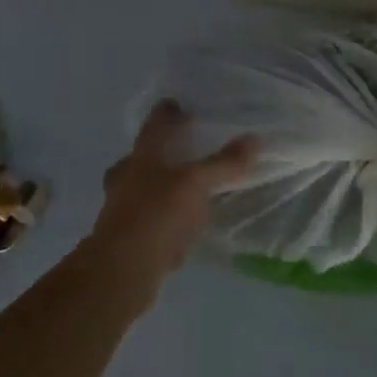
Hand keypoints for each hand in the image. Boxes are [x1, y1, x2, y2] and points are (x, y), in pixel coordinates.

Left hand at [92, 100, 259, 279]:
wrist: (121, 272)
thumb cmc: (156, 215)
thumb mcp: (196, 184)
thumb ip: (224, 163)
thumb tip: (255, 139)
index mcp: (141, 157)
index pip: (154, 126)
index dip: (167, 113)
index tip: (177, 104)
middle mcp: (127, 179)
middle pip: (141, 158)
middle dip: (159, 152)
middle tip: (181, 147)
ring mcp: (124, 211)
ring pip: (144, 190)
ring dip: (161, 186)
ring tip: (188, 188)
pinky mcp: (131, 240)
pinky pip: (152, 220)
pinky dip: (167, 218)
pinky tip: (185, 226)